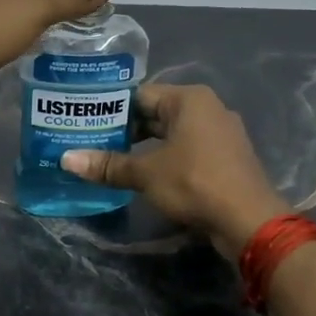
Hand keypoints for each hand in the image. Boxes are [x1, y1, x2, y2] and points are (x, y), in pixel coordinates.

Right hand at [63, 85, 287, 257]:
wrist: (249, 220)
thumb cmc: (194, 183)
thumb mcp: (146, 174)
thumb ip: (108, 165)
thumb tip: (67, 159)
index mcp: (189, 99)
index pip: (140, 95)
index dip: (111, 109)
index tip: (86, 122)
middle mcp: (208, 108)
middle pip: (156, 114)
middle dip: (126, 130)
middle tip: (92, 143)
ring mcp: (221, 134)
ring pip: (172, 134)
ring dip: (145, 147)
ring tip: (112, 161)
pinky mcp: (226, 158)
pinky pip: (188, 150)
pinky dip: (166, 159)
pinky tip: (145, 176)